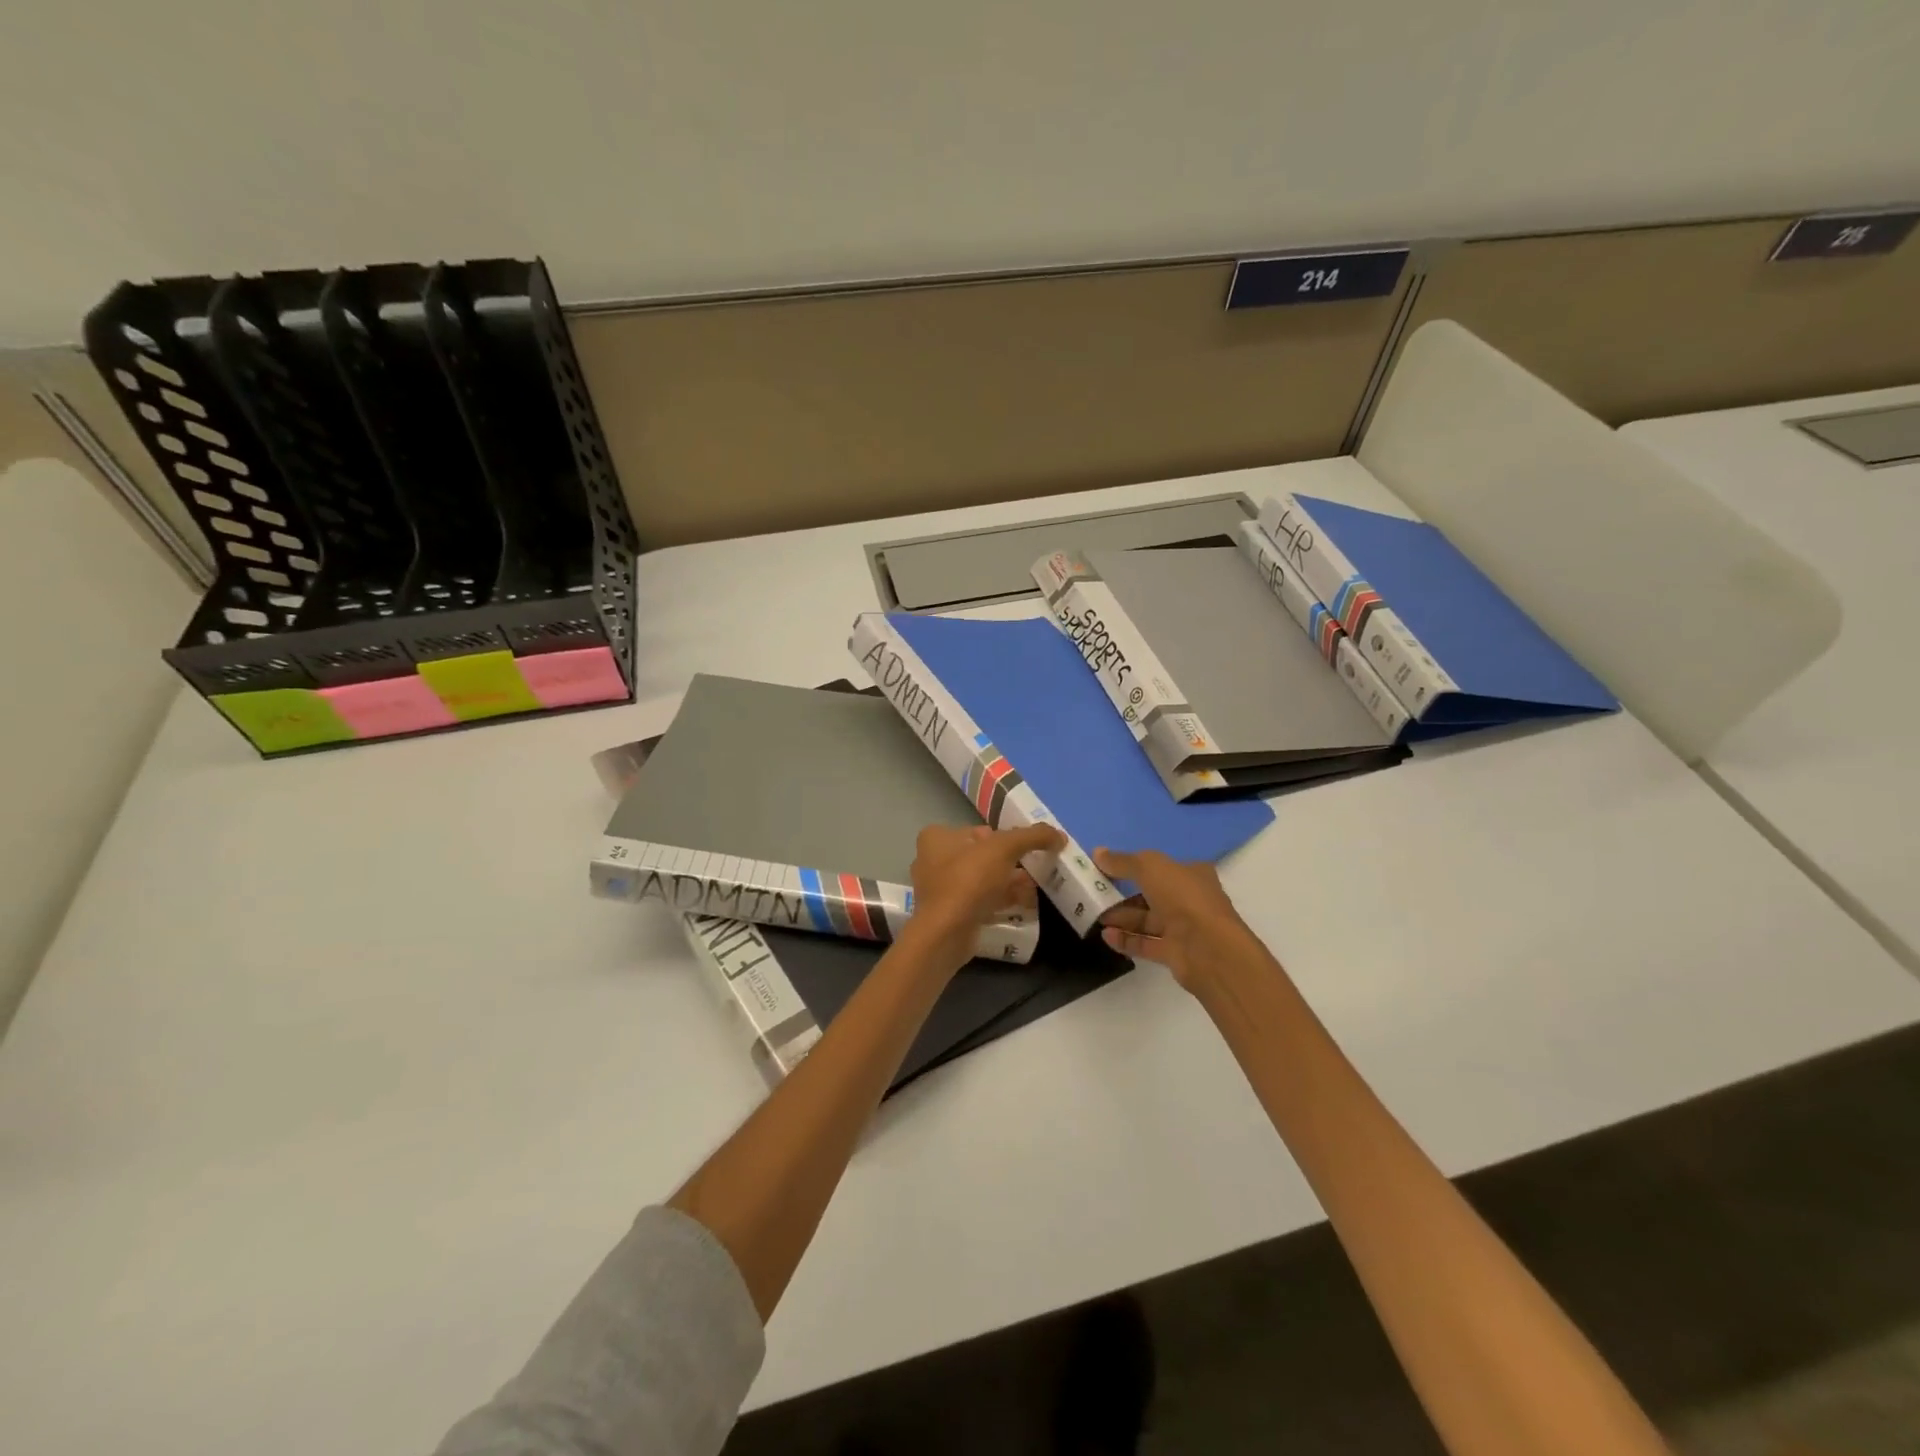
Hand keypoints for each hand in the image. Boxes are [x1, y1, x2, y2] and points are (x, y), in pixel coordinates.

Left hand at [909, 823, 1064, 962]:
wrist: (947, 933)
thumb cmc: (969, 880)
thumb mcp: (1005, 848)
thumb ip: (1032, 836)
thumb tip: (1059, 836)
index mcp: (936, 838)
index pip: (976, 830)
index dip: (1002, 838)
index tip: (1023, 849)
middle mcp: (932, 861)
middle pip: (980, 856)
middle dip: (1008, 863)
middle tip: (1032, 869)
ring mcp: (939, 891)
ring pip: (980, 881)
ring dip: (1006, 883)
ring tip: (1031, 888)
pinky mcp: (948, 915)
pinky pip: (978, 902)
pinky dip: (999, 901)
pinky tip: (1021, 905)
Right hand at [1094, 847, 1270, 993]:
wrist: (1208, 948)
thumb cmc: (1183, 897)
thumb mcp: (1149, 867)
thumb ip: (1123, 861)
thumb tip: (1098, 852)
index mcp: (1192, 874)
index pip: (1163, 867)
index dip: (1137, 866)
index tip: (1111, 868)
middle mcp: (1190, 900)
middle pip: (1152, 895)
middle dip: (1124, 894)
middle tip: (1097, 893)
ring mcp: (1184, 928)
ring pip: (1147, 920)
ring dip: (1122, 917)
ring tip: (1095, 915)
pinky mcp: (1175, 953)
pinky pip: (1146, 943)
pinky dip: (1126, 939)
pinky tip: (1105, 936)